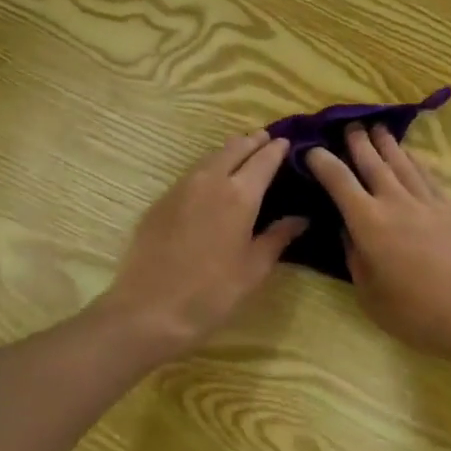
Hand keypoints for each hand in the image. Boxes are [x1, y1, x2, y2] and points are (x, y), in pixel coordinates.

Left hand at [97, 130, 307, 358]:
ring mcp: (181, 187)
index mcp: (240, 194)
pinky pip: (191, 173)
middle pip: (235, 148)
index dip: (277, 149)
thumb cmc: (211, 293)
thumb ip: (278, 237)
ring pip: (210, 156)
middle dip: (253, 142)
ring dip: (229, 151)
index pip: (264, 159)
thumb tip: (300, 218)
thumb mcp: (254, 269)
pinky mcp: (161, 200)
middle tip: (266, 140)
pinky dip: (208, 167)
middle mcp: (210, 180)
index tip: (287, 143)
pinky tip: (211, 180)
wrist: (149, 310)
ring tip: (242, 154)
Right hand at [306, 126, 450, 361]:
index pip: (339, 181)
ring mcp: (427, 201)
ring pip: (402, 163)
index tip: (312, 150)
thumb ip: (355, 257)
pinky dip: (416, 162)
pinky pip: (428, 176)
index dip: (323, 162)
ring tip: (378, 129)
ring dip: (387, 144)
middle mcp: (395, 201)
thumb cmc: (415, 311)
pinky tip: (412, 157)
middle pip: (373, 163)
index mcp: (368, 222)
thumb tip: (347, 230)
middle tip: (350, 125)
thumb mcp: (369, 293)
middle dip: (358, 142)